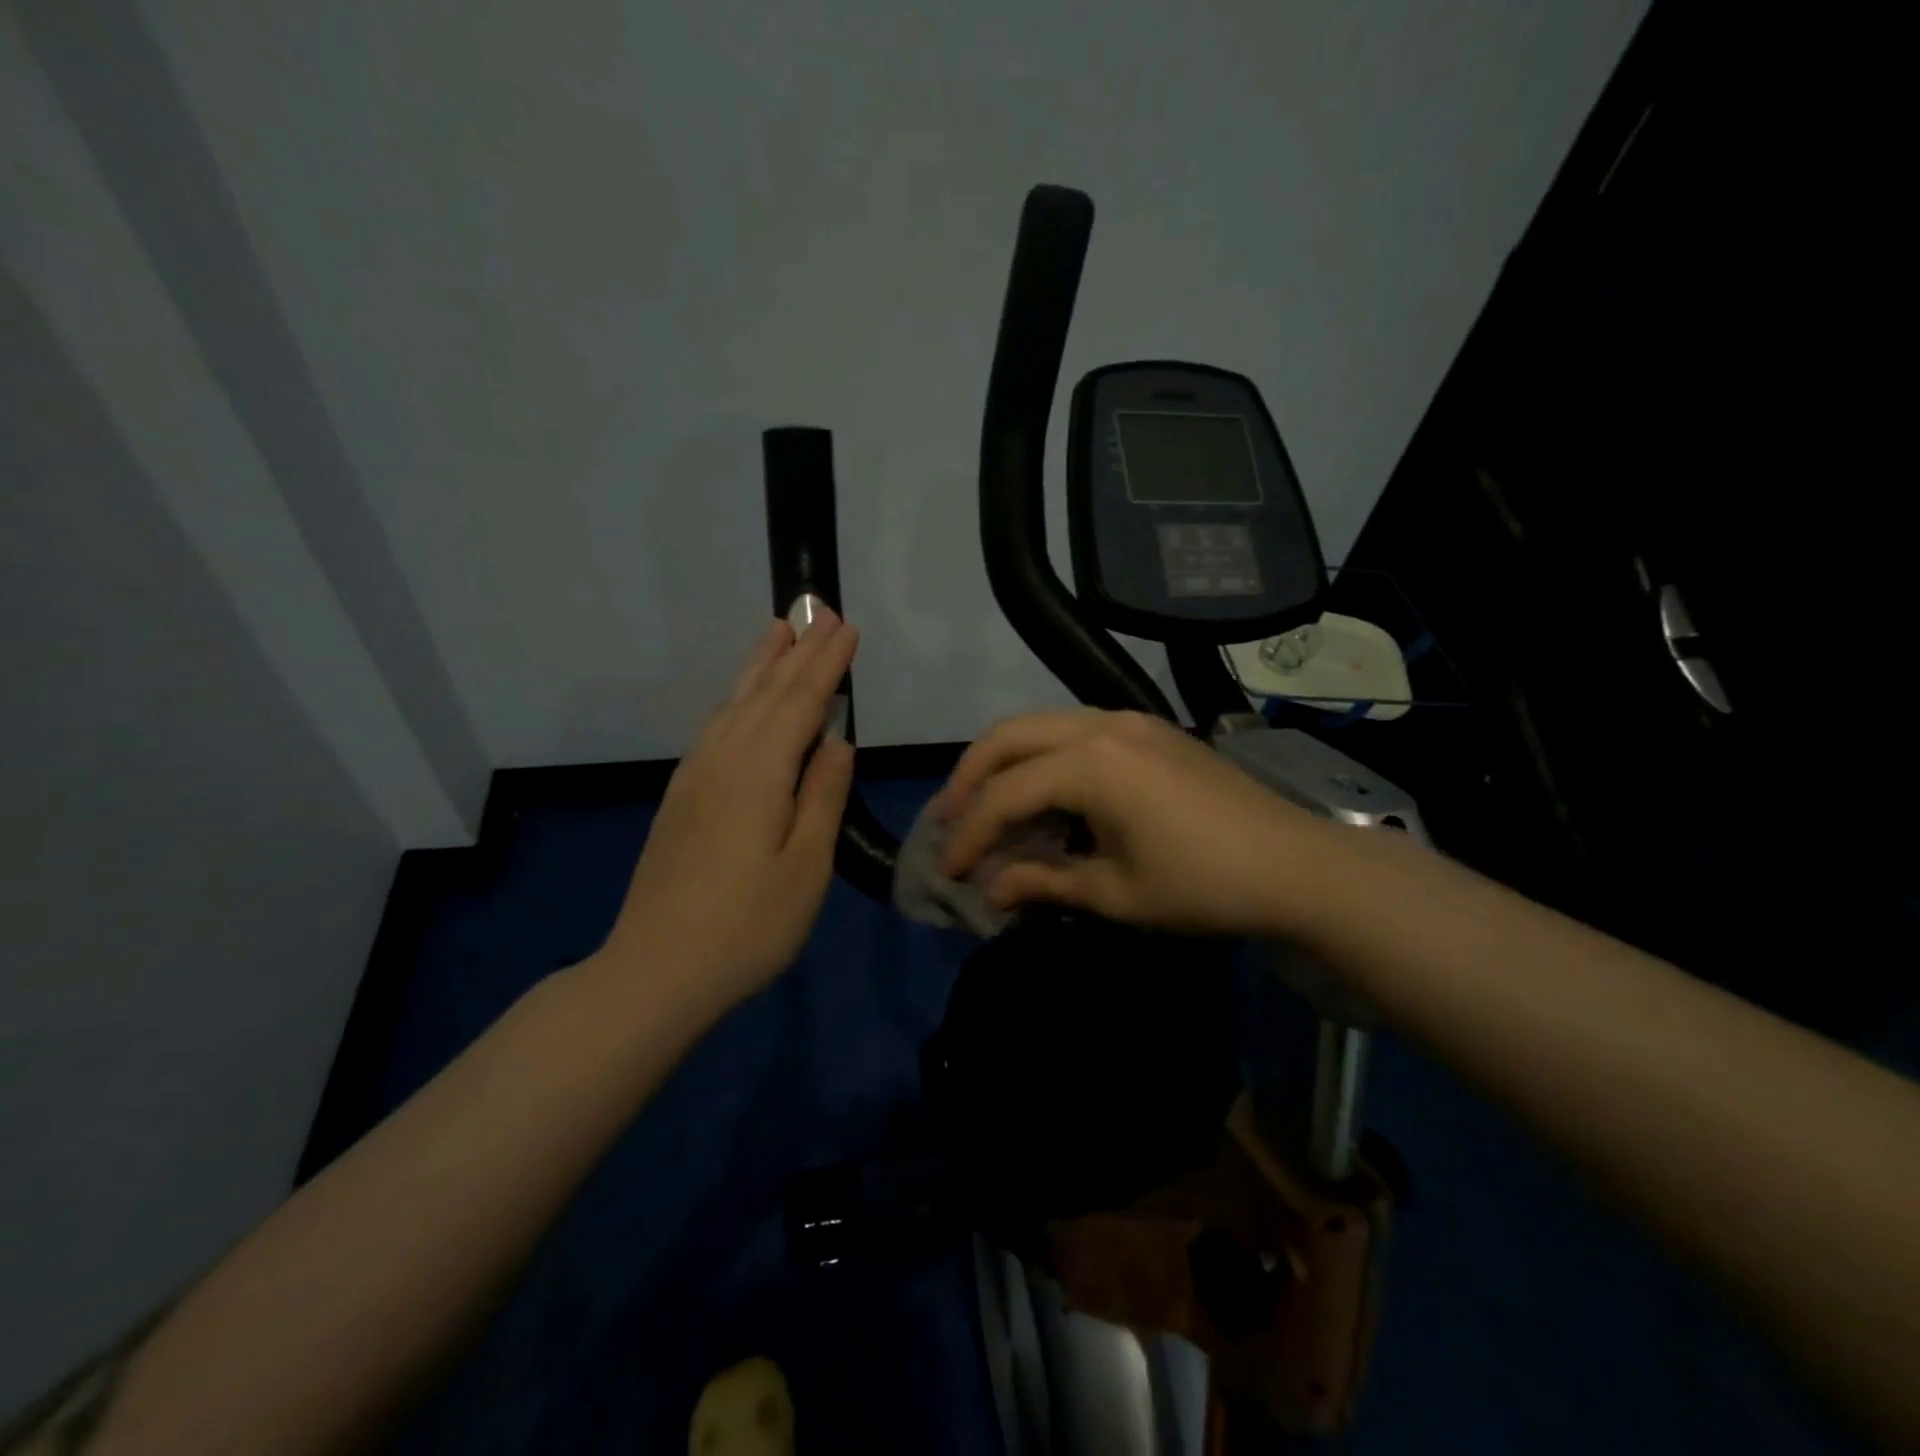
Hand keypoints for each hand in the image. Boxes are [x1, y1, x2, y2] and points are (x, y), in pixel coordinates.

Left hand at [598, 612, 858, 1015]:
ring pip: (734, 703)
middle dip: (798, 651)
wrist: (655, 970)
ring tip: (779, 630)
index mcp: (760, 772)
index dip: (827, 664)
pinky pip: (715, 726)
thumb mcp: (805, 868)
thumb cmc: (747, 926)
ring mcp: (695, 776)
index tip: (848, 628)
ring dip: (761, 664)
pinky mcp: (681, 796)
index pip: (801, 702)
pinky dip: (736, 699)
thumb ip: (823, 797)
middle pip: (767, 692)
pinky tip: (741, 700)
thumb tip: (839, 742)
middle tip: (820, 611)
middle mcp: (723, 759)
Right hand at [935, 709, 1332, 938]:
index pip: (1006, 795)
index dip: (970, 834)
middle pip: (1009, 736)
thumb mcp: (1116, 894)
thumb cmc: (1204, 886)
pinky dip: (1044, 756)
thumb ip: (1044, 882)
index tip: (949, 870)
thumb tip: (991, 890)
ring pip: (1041, 724)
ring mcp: (1129, 720)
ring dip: (1005, 760)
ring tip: (985, 802)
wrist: (1297, 865)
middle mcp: (1102, 725)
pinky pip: (1075, 729)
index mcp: (1092, 764)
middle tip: (948, 818)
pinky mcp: (1149, 728)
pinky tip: (1044, 792)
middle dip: (969, 776)